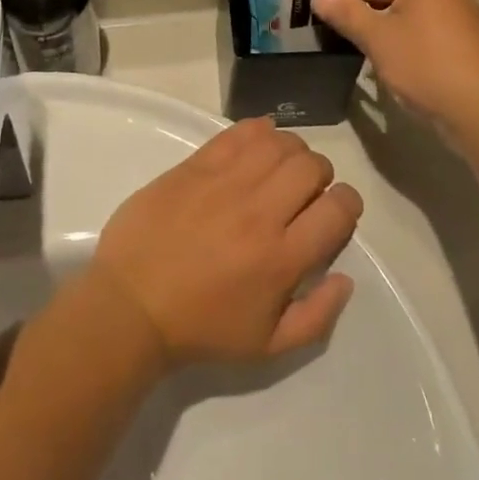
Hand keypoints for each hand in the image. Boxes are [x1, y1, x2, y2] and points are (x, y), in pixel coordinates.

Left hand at [89, 119, 363, 367]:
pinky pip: (239, 133)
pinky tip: (255, 146)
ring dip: (290, 151)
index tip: (334, 212)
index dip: (347, 204)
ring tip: (278, 169)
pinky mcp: (195, 166)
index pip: (338, 208)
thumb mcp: (268, 347)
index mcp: (281, 257)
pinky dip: (257, 132)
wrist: (131, 305)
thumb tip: (345, 277)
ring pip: (278, 142)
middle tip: (303, 193)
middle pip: (311, 166)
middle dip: (319, 176)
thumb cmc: (200, 329)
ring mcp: (225, 183)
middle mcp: (259, 212)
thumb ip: (317, 316)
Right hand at [312, 0, 478, 134]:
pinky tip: (404, 56)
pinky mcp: (468, 32)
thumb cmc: (427, 67)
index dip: (343, 0)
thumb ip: (347, 14)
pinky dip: (413, 28)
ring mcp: (460, 7)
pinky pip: (430, 17)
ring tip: (377, 44)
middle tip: (358, 27)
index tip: (329, 27)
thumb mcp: (378, 40)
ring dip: (393, 15)